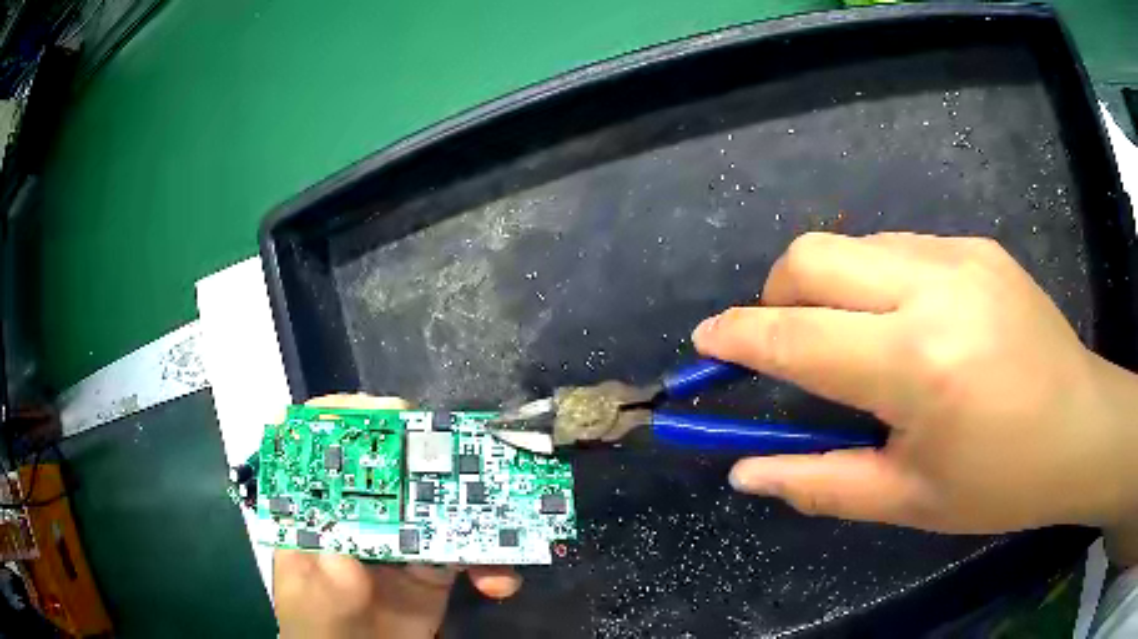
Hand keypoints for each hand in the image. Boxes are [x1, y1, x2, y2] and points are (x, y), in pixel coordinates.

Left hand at [273, 394, 521, 638]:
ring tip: (499, 522)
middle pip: (389, 463)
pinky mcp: (433, 566)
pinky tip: (499, 581)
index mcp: (318, 510)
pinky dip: (492, 559)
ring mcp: (398, 537)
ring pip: (437, 501)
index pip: (323, 445)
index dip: (351, 418)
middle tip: (462, 455)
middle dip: (428, 451)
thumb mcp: (312, 602)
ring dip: (476, 504)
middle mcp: (358, 513)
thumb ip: (327, 581)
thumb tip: (348, 555)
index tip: (389, 416)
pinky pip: (469, 549)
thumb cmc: (320, 627)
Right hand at [692, 232, 1137, 564]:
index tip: (706, 342)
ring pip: (856, 245)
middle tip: (787, 346)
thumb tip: (748, 472)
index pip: (797, 336)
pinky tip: (911, 325)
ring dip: (832, 289)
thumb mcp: (910, 500)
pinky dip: (877, 281)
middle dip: (777, 296)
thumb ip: (821, 483)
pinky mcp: (977, 246)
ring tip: (861, 344)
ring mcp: (959, 255)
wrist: (1082, 429)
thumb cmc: (1002, 480)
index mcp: (918, 364)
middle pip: (814, 256)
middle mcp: (933, 288)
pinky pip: (900, 247)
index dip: (739, 336)